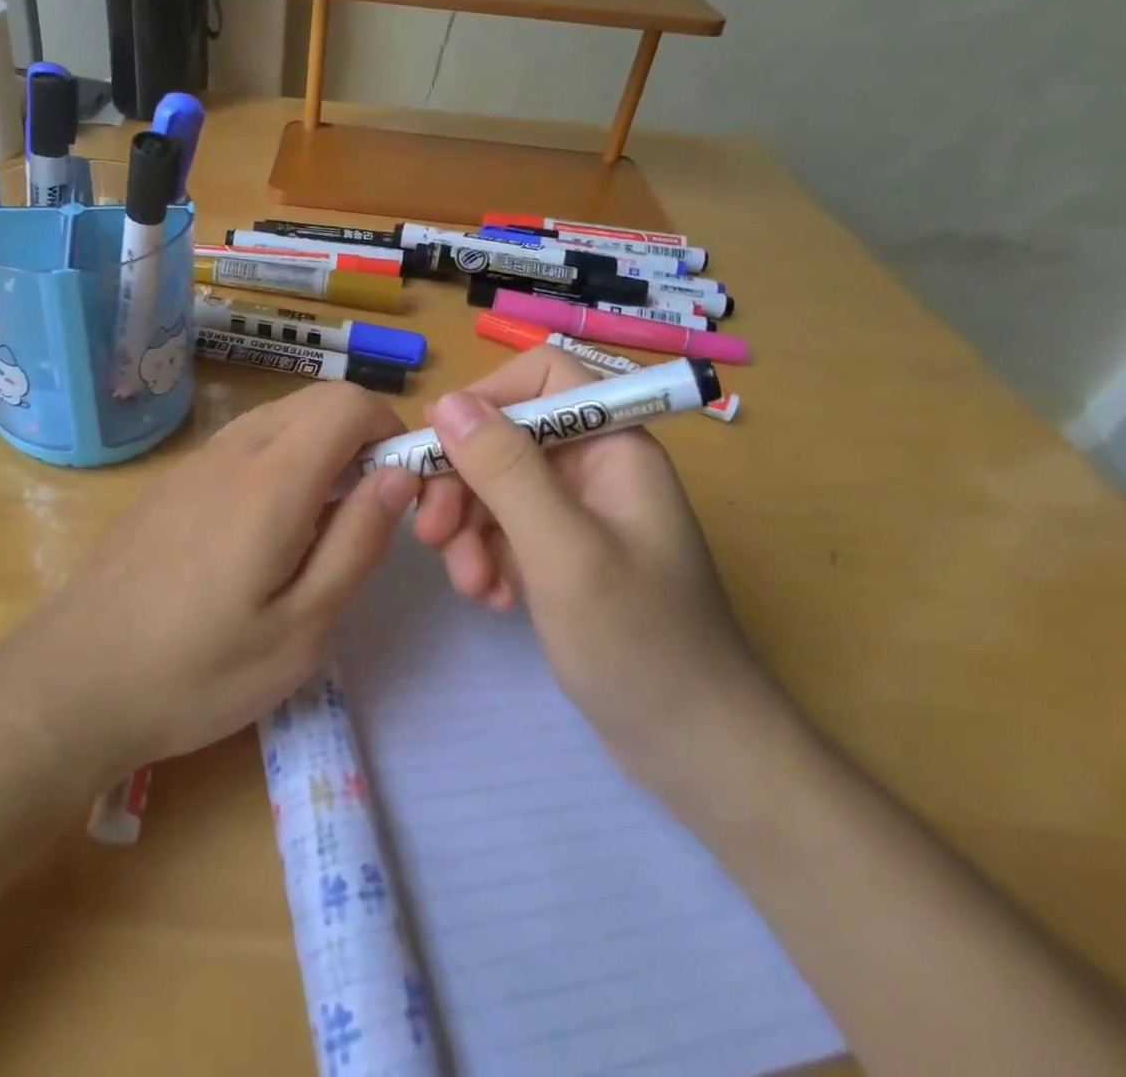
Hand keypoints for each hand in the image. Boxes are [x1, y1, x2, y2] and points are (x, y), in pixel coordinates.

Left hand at [24, 381, 419, 778]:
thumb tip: (397, 476)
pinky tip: (263, 529)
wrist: (72, 682)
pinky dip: (279, 458)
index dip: (389, 429)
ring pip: (280, 416)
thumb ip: (357, 542)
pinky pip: (244, 441)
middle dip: (359, 435)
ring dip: (318, 446)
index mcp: (273, 480)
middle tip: (365, 509)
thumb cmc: (198, 671)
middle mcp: (234, 451)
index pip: (349, 403)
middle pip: (317, 400)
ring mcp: (196, 461)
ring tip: (317, 523)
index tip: (399, 485)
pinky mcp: (172, 480)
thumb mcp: (302, 629)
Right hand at [414, 346, 770, 781]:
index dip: (485, 398)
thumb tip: (446, 401)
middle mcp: (595, 467)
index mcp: (613, 445)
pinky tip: (492, 598)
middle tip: (430, 533)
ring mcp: (579, 513)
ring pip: (497, 486)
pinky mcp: (563, 554)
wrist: (695, 749)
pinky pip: (506, 529)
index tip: (437, 447)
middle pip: (507, 436)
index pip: (542, 377)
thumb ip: (505, 470)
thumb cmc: (639, 643)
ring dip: (469, 528)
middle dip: (463, 481)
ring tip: (470, 584)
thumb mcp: (563, 550)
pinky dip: (487, 556)